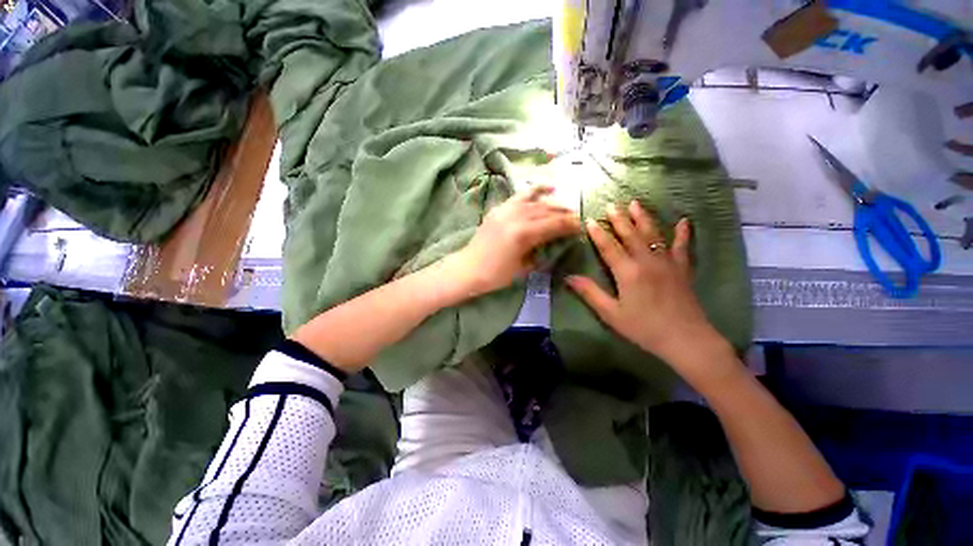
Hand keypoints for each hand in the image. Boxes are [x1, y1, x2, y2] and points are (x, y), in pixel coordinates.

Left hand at [452, 185, 580, 295]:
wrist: (468, 269)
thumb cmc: (496, 275)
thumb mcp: (523, 268)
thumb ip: (541, 253)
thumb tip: (555, 244)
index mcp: (524, 234)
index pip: (554, 225)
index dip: (570, 225)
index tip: (581, 226)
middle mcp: (516, 217)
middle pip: (547, 210)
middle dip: (564, 213)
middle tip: (576, 217)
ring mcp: (506, 210)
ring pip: (535, 201)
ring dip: (553, 202)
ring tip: (565, 204)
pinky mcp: (498, 209)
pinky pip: (519, 195)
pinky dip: (534, 190)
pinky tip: (547, 187)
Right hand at [566, 201, 736, 389]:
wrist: (685, 339)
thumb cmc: (644, 328)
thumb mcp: (611, 313)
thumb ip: (590, 293)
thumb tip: (568, 277)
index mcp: (628, 272)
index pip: (609, 247)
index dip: (598, 233)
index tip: (590, 220)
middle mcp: (647, 261)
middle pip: (631, 235)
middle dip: (619, 219)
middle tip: (611, 204)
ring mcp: (667, 262)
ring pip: (653, 234)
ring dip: (643, 218)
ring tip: (636, 203)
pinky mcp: (683, 269)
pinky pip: (683, 246)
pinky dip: (683, 233)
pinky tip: (683, 221)